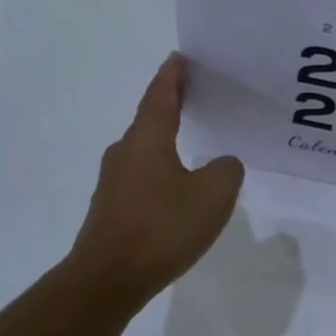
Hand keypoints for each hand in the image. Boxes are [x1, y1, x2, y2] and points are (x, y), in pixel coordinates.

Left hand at [68, 53, 243, 307]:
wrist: (109, 278)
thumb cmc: (162, 227)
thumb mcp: (212, 196)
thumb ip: (226, 171)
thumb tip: (222, 164)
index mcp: (147, 139)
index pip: (160, 96)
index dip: (172, 76)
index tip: (179, 58)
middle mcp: (124, 153)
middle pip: (149, 121)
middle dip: (170, 108)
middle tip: (195, 98)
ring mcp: (113, 183)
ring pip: (144, 153)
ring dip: (165, 145)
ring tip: (191, 146)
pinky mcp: (110, 210)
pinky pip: (141, 181)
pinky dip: (159, 175)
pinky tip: (175, 192)